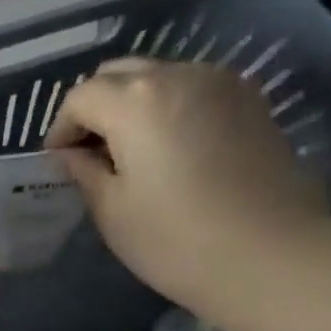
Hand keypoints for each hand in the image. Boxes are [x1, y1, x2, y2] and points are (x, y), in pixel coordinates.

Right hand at [44, 58, 330, 329]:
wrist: (271, 257)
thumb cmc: (177, 242)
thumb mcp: (113, 213)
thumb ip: (86, 173)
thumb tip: (73, 154)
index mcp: (135, 101)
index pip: (82, 97)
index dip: (62, 128)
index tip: (59, 162)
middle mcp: (178, 74)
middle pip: (121, 74)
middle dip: (97, 108)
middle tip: (91, 155)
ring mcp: (221, 82)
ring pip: (161, 78)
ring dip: (135, 106)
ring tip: (133, 154)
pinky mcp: (251, 101)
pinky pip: (195, 90)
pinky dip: (172, 109)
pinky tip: (173, 150)